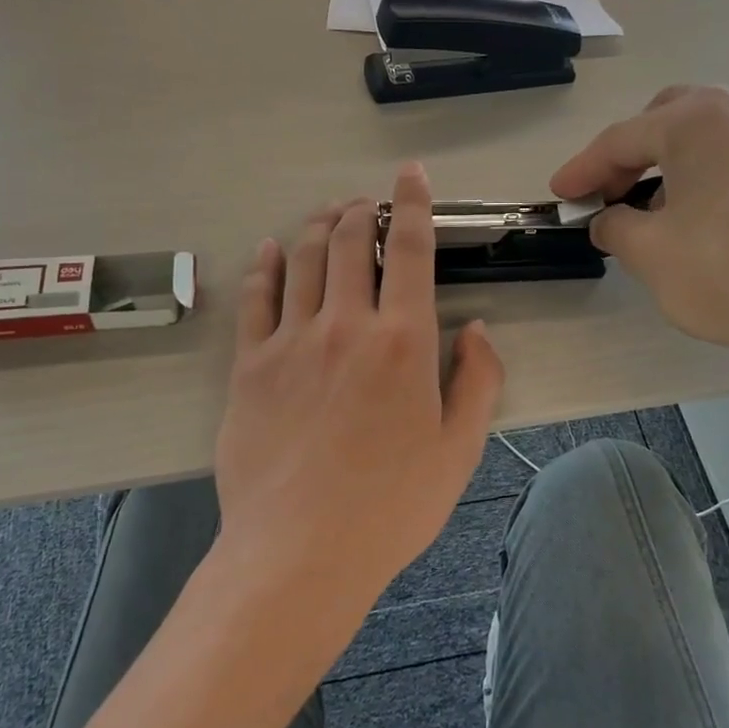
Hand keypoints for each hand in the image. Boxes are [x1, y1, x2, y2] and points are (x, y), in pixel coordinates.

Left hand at [213, 164, 505, 615]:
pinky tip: (272, 251)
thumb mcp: (459, 450)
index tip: (410, 175)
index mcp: (403, 341)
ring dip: (319, 226)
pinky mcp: (250, 366)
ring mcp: (291, 342)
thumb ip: (479, 380)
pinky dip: (267, 266)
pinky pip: (257, 299)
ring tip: (329, 214)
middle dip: (362, 210)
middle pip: (352, 243)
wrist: (300, 552)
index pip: (410, 250)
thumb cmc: (391, 506)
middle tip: (366, 202)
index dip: (411, 204)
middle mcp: (346, 325)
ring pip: (304, 259)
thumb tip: (476, 329)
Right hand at [550, 85, 728, 376]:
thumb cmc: (728, 268)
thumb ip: (613, 227)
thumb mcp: (649, 252)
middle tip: (607, 197)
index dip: (582, 170)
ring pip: (702, 142)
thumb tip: (608, 220)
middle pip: (664, 123)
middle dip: (628, 157)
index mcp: (694, 120)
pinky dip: (702, 182)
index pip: (620, 140)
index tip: (559, 196)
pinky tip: (698, 224)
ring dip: (666, 170)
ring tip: (649, 216)